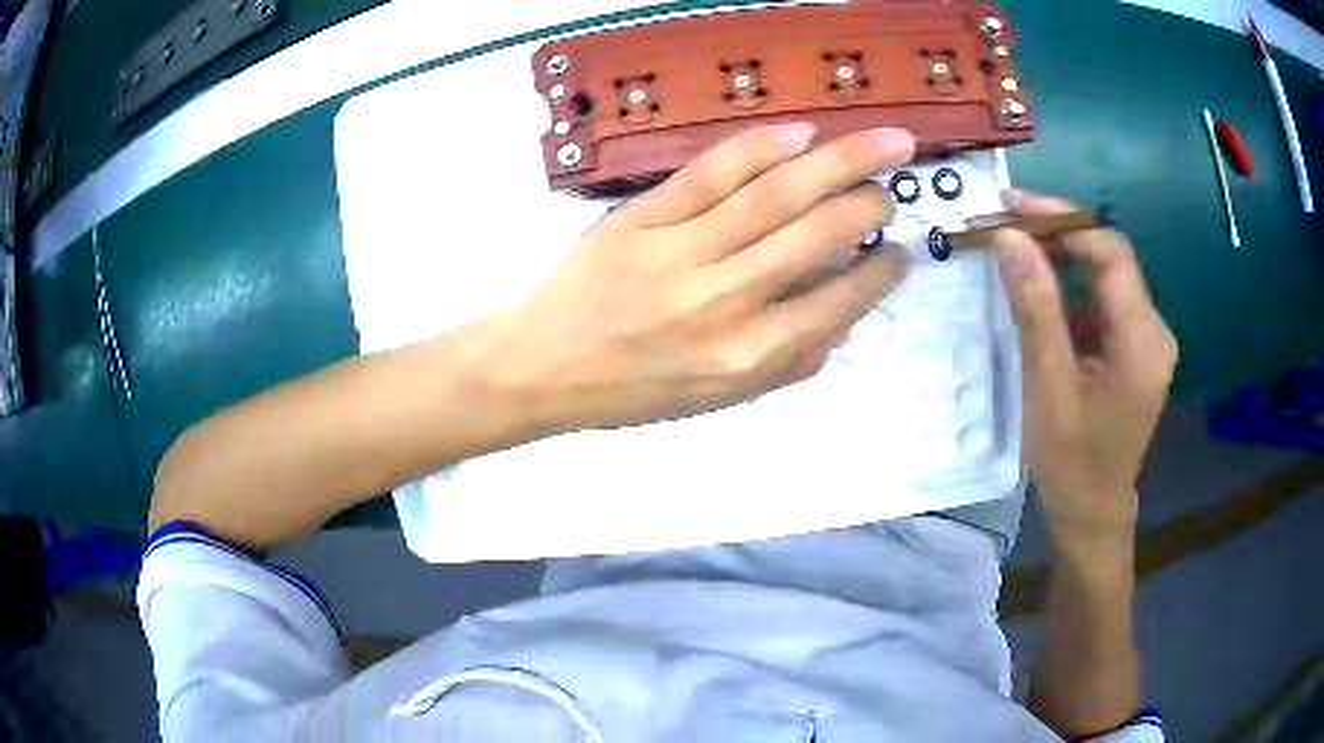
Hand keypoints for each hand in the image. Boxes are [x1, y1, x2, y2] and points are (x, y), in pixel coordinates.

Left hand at [474, 124, 914, 432]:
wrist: (545, 365)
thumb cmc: (637, 391)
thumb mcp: (722, 398)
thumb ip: (791, 359)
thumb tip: (846, 309)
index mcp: (748, 356)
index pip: (838, 302)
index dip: (880, 272)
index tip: (900, 249)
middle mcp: (724, 301)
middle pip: (815, 235)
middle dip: (868, 202)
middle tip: (894, 182)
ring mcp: (681, 251)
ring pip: (774, 194)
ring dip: (838, 160)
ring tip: (882, 141)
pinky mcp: (643, 217)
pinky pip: (710, 173)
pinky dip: (760, 148)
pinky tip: (800, 132)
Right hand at [991, 190, 1176, 547]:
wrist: (1091, 512)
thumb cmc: (1072, 460)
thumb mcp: (1048, 385)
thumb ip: (1034, 308)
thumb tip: (1008, 237)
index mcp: (1142, 338)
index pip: (1109, 252)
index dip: (1062, 220)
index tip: (1012, 206)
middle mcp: (1152, 329)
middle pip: (1108, 258)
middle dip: (1057, 235)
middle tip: (1005, 224)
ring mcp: (1144, 339)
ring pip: (1103, 278)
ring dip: (1060, 259)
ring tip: (1013, 250)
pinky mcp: (1131, 350)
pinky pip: (1100, 303)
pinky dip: (1067, 289)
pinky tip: (1036, 293)